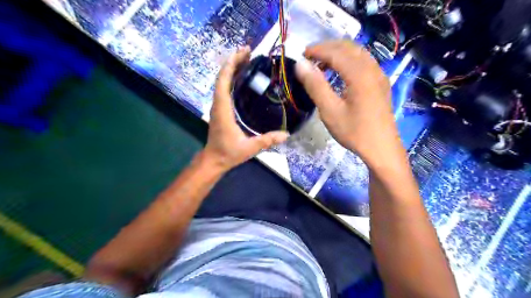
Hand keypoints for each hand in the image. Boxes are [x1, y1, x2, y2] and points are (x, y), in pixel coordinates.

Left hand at [202, 47, 289, 171]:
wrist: (214, 160)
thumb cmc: (228, 153)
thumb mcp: (249, 148)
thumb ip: (267, 140)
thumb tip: (286, 135)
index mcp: (223, 110)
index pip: (223, 81)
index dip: (232, 64)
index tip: (243, 53)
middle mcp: (218, 104)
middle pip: (222, 77)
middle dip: (234, 61)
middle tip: (249, 51)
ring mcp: (218, 106)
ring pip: (222, 82)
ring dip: (232, 68)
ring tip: (247, 59)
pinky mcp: (220, 109)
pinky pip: (224, 89)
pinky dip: (232, 78)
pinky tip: (242, 77)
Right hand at [297, 40, 405, 166]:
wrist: (381, 148)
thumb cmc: (354, 131)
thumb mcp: (330, 110)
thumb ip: (315, 85)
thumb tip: (301, 64)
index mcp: (359, 74)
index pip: (335, 52)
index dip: (317, 50)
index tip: (301, 54)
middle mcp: (372, 68)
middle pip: (348, 47)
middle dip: (327, 47)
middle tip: (310, 57)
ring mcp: (379, 75)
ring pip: (358, 53)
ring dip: (338, 53)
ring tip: (322, 64)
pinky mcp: (381, 83)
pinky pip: (364, 62)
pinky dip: (349, 60)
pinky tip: (340, 73)